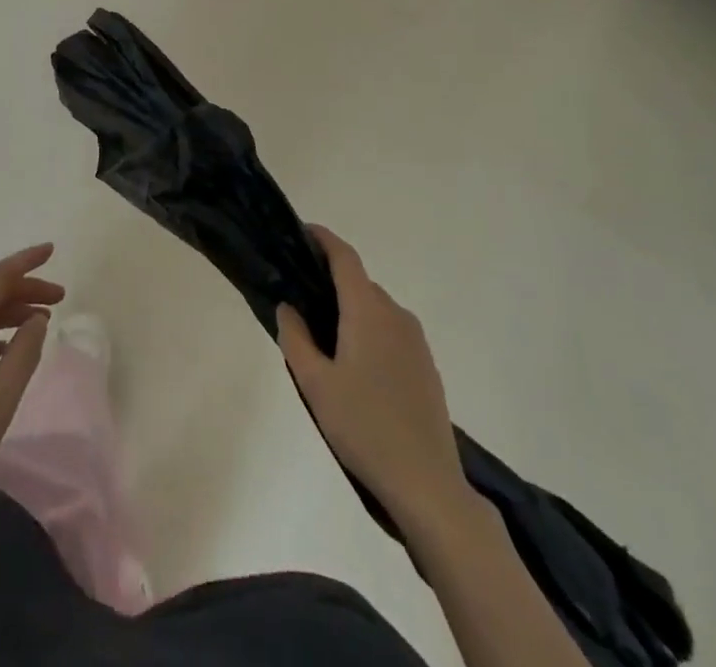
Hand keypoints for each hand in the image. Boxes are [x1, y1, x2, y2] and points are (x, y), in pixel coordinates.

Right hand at [278, 225, 471, 526]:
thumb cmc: (363, 427)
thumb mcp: (315, 384)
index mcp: (368, 310)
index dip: (323, 239)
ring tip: (323, 338)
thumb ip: (295, 337)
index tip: (302, 232)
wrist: (427, 484)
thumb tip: (288, 306)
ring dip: (351, 310)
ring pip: (376, 309)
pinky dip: (369, 332)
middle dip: (331, 282)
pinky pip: (391, 332)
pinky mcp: (426, 367)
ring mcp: (416, 341)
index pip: (344, 257)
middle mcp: (395, 315)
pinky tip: (355, 368)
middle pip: (359, 283)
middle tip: (300, 299)